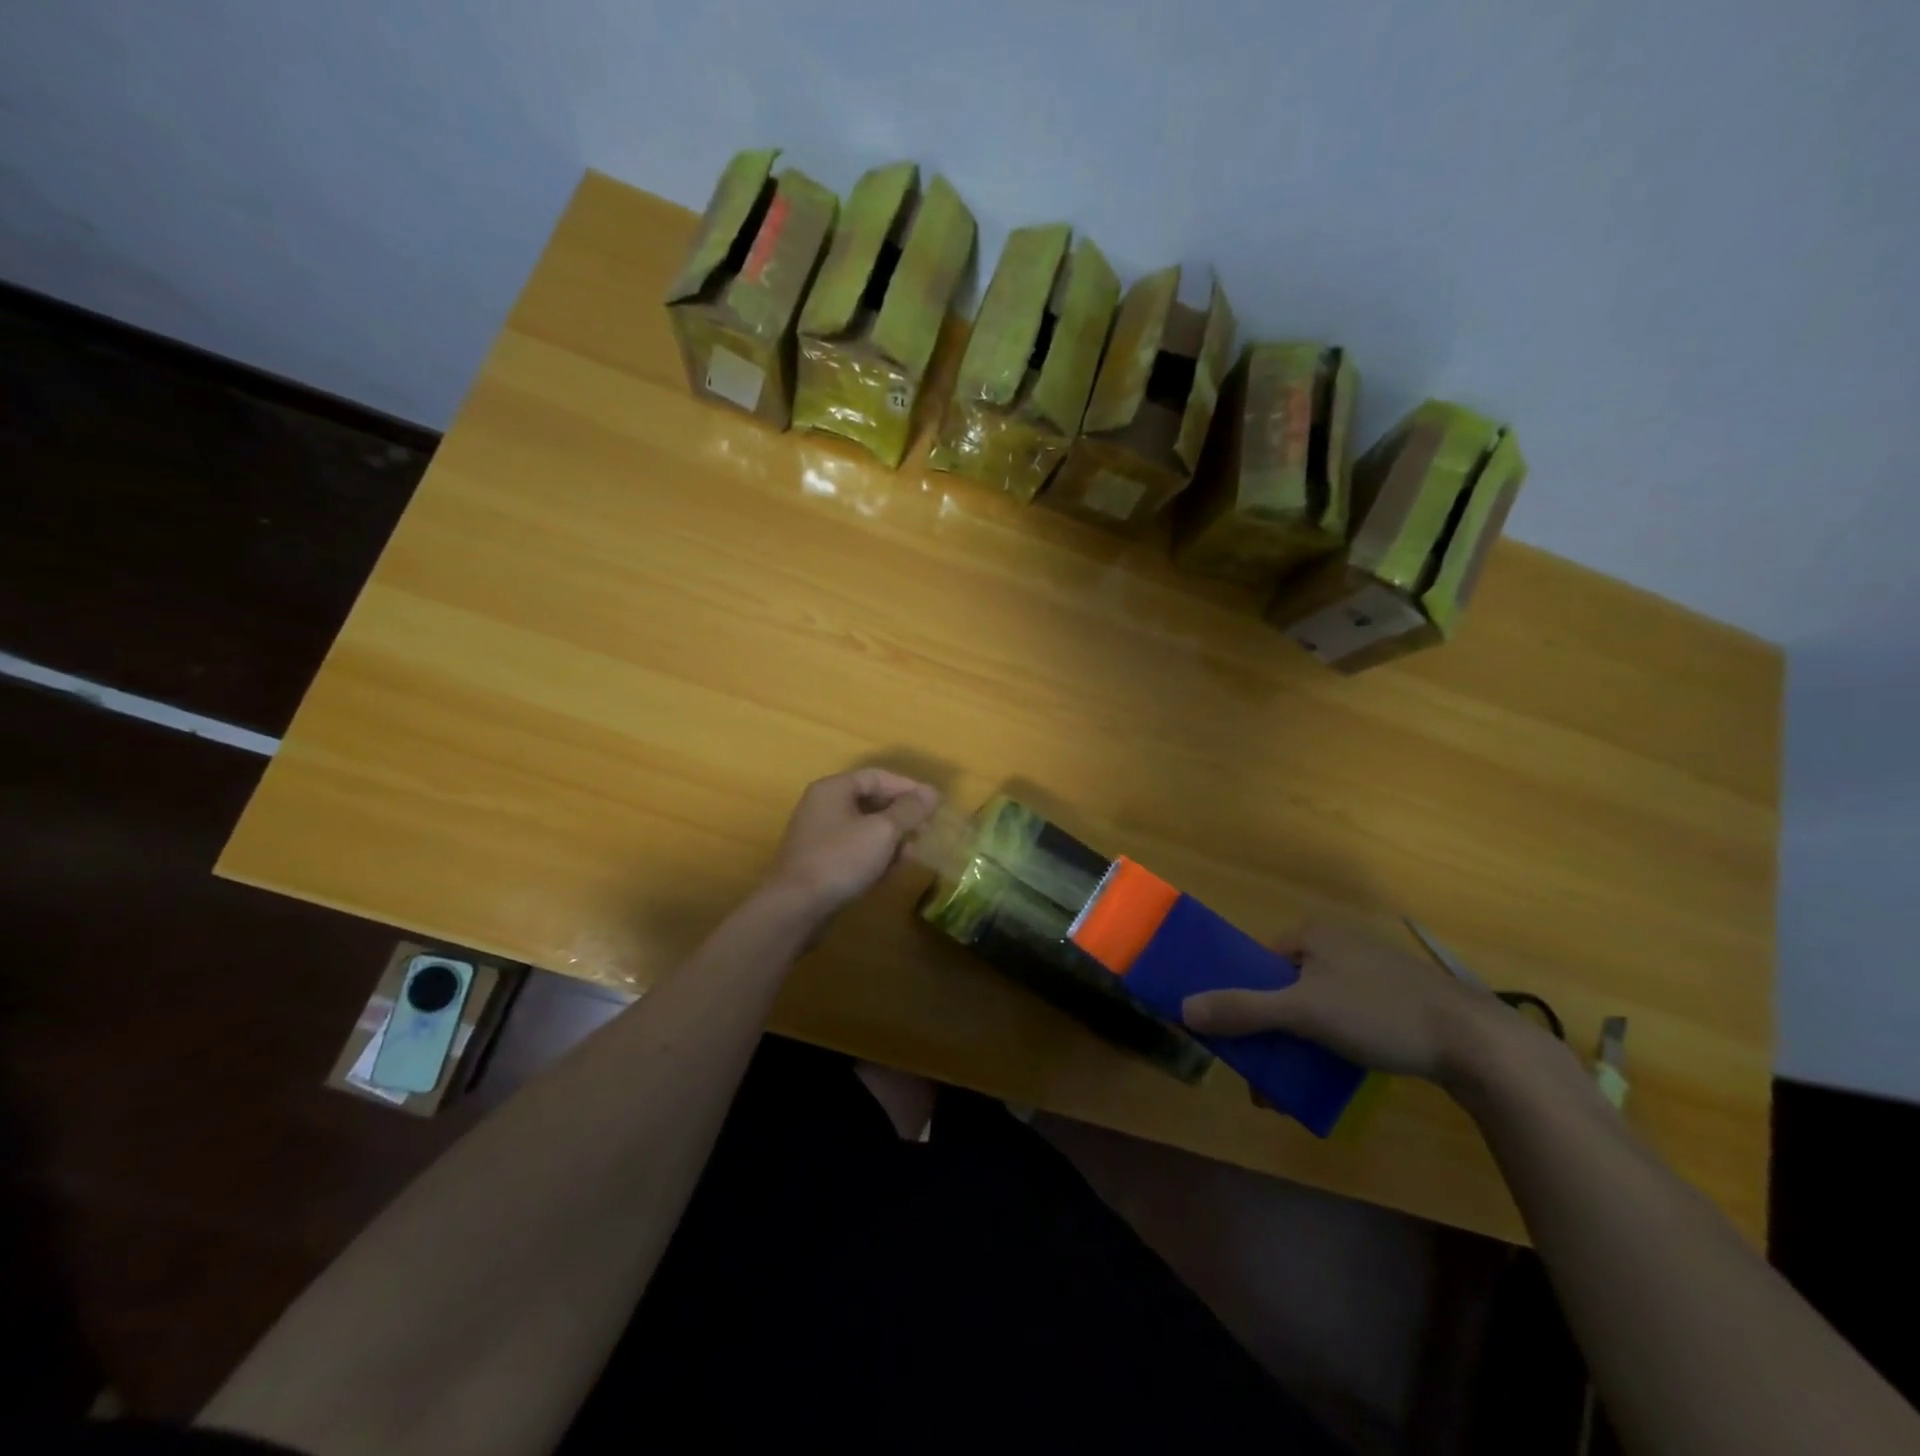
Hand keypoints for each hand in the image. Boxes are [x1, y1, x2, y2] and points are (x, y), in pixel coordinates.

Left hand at [767, 769, 939, 916]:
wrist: (795, 908)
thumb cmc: (841, 860)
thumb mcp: (882, 831)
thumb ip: (909, 810)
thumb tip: (931, 792)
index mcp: (834, 789)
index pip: (877, 777)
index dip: (908, 788)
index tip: (934, 804)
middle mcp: (823, 806)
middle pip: (871, 801)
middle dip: (901, 816)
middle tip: (926, 831)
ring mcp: (819, 835)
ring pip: (864, 828)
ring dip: (891, 838)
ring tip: (911, 853)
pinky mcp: (820, 861)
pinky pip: (854, 849)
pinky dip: (874, 855)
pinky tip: (890, 871)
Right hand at [1180, 920, 1531, 1083]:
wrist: (1479, 1046)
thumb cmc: (1380, 1013)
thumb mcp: (1303, 1012)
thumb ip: (1243, 1009)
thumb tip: (1184, 1008)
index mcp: (1312, 933)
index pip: (1257, 961)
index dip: (1239, 997)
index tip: (1235, 1040)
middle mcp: (1337, 945)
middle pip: (1282, 989)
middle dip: (1267, 1034)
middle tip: (1262, 1077)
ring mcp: (1368, 973)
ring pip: (1313, 1009)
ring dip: (1294, 1047)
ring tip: (1289, 1091)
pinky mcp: (1395, 1002)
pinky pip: (1343, 1021)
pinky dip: (1327, 1048)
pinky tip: (1329, 1079)